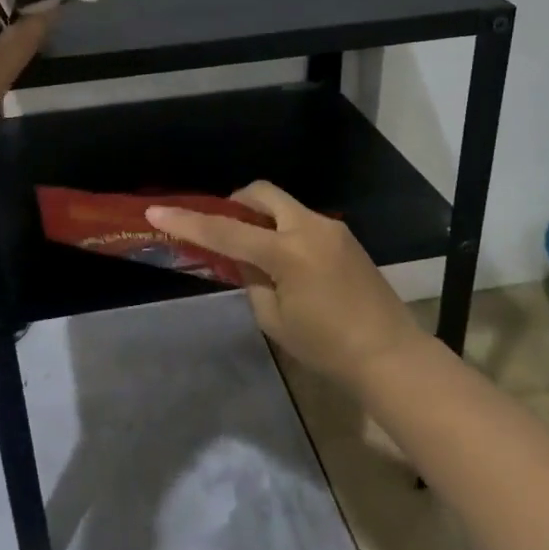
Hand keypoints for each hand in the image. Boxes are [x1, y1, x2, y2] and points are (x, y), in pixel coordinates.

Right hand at [146, 182, 418, 388]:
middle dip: (235, 204)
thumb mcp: (274, 318)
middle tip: (222, 228)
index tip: (156, 212)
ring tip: (253, 251)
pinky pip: (302, 220)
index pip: (226, 231)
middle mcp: (310, 228)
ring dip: (261, 218)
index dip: (188, 222)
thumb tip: (245, 259)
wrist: (391, 356)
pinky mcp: (344, 237)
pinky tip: (282, 261)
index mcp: (288, 252)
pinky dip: (282, 229)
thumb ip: (251, 279)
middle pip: (261, 193)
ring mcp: (332, 228)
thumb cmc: (327, 348)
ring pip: (283, 205)